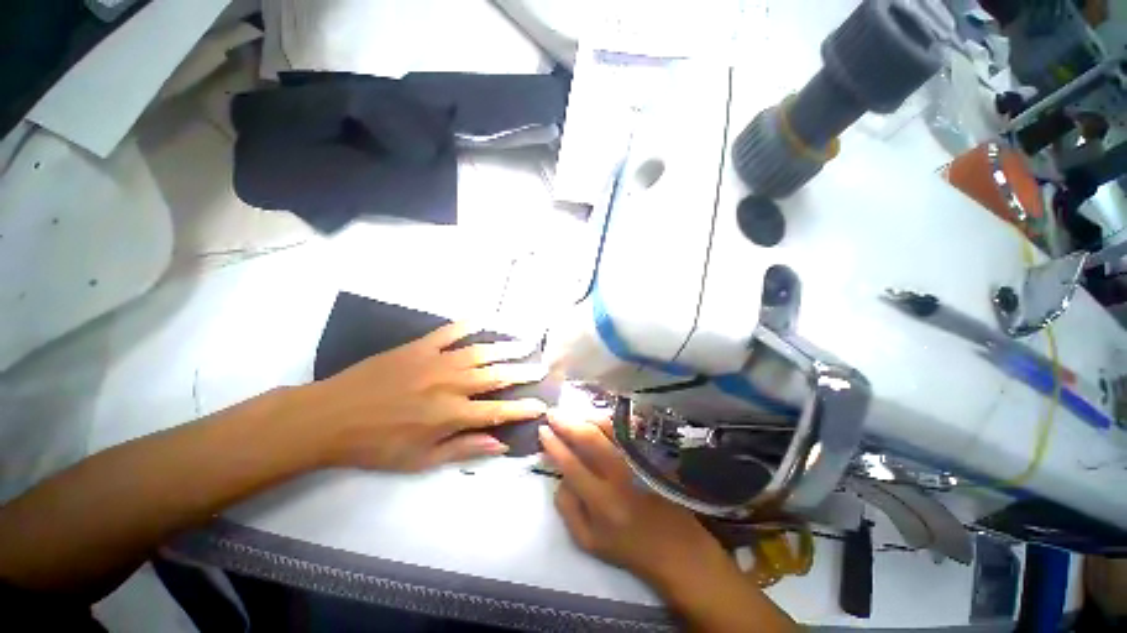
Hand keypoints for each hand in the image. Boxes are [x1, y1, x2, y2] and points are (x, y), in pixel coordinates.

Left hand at [297, 323, 548, 471]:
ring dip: (506, 347)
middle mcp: (450, 385)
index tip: (542, 404)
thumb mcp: (419, 460)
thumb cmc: (376, 444)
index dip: (523, 408)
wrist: (330, 416)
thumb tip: (499, 445)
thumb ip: (463, 449)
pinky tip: (485, 319)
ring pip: (481, 351)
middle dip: (523, 372)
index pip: (498, 411)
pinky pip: (450, 331)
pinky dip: (470, 324)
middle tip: (541, 367)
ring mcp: (436, 361)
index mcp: (450, 415)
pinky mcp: (420, 346)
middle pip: (496, 376)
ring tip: (525, 343)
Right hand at [539, 412, 733, 590]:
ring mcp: (638, 462)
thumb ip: (567, 508)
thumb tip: (560, 476)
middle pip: (590, 439)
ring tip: (572, 414)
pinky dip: (610, 420)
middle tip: (553, 413)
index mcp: (602, 502)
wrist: (675, 546)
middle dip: (567, 423)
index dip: (554, 445)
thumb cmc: (627, 547)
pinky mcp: (650, 455)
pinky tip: (597, 417)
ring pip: (610, 429)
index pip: (571, 465)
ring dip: (587, 417)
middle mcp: (620, 477)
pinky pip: (627, 431)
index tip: (543, 430)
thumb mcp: (587, 541)